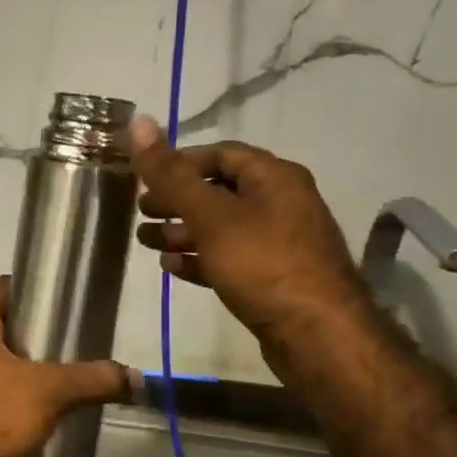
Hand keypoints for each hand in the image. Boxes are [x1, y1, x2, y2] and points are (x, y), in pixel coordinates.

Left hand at [0, 277, 129, 456]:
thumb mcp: (53, 392)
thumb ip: (95, 379)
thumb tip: (137, 379)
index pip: (5, 287)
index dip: (37, 286)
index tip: (69, 297)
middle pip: (7, 321)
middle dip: (40, 328)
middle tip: (77, 334)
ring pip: (3, 355)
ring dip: (32, 360)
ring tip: (70, 366)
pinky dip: (22, 385)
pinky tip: (50, 399)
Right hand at [129, 117, 370, 338]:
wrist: (317, 334)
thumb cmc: (262, 263)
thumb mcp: (210, 215)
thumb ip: (171, 174)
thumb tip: (139, 122)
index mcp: (274, 177)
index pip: (221, 154)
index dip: (180, 161)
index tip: (145, 177)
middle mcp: (282, 203)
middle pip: (220, 191)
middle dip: (177, 200)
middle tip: (141, 211)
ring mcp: (280, 243)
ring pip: (222, 227)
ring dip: (183, 231)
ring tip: (147, 242)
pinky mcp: (274, 278)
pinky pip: (230, 258)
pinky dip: (201, 258)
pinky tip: (172, 268)